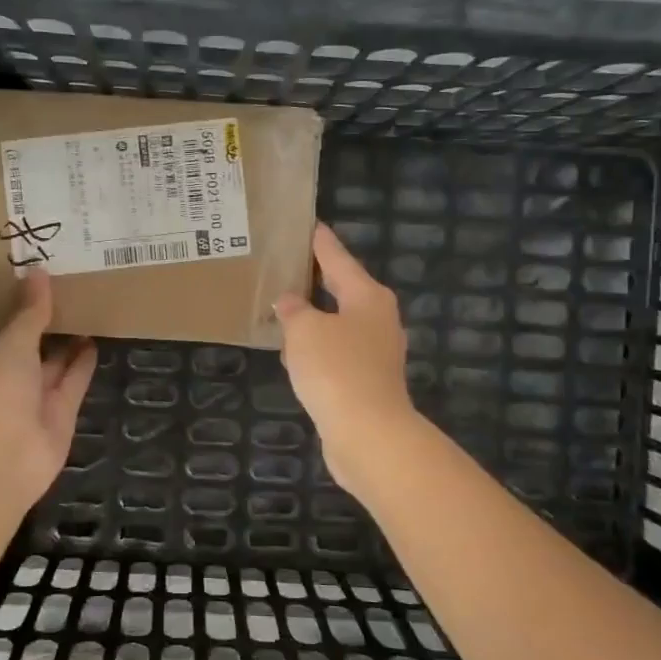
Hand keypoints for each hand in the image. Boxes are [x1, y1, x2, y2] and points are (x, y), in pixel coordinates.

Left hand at [0, 268, 97, 507]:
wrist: (3, 456)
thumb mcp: (11, 341)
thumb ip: (30, 311)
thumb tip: (38, 272)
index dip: (15, 309)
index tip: (36, 285)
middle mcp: (5, 380)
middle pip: (27, 348)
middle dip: (44, 326)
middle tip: (69, 293)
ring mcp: (32, 400)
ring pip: (52, 366)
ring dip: (67, 344)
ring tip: (88, 312)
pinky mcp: (59, 416)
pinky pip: (72, 383)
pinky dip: (83, 365)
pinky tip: (96, 341)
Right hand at [273, 224, 417, 493]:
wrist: (368, 434)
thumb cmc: (337, 369)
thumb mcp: (304, 330)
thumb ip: (293, 310)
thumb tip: (290, 302)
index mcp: (367, 297)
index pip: (338, 259)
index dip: (321, 243)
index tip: (310, 225)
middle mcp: (377, 320)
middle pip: (342, 290)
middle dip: (316, 281)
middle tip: (288, 266)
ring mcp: (376, 353)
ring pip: (338, 325)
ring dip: (313, 320)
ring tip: (283, 310)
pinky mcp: (367, 382)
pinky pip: (335, 355)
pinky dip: (316, 350)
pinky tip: (293, 355)